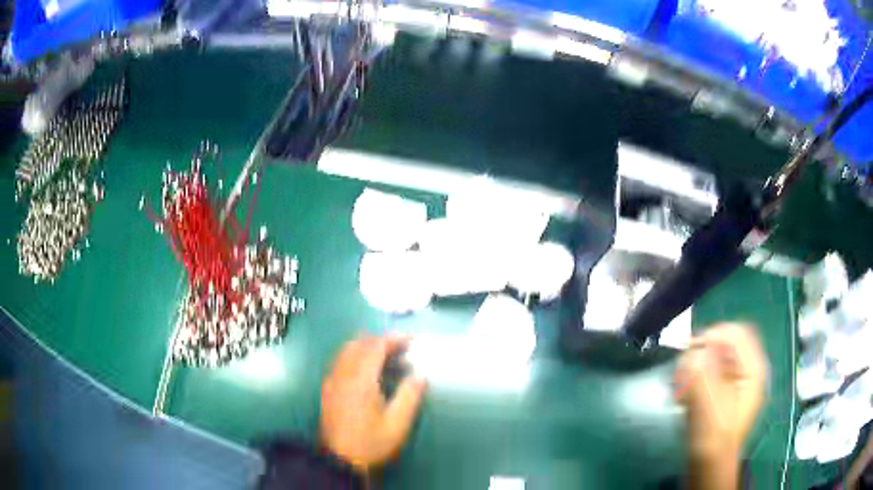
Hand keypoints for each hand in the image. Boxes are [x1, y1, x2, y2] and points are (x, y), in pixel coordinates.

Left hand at [320, 335, 426, 471]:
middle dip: (381, 340)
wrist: (339, 459)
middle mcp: (342, 374)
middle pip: (359, 342)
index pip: (375, 346)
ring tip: (388, 358)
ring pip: (347, 349)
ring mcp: (332, 380)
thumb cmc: (371, 442)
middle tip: (402, 349)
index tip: (412, 340)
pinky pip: (341, 360)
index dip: (395, 338)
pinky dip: (356, 356)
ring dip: (367, 347)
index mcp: (360, 379)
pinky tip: (369, 372)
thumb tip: (420, 374)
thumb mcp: (397, 424)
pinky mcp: (328, 388)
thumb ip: (410, 396)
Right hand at [676, 323, 767, 476]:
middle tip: (684, 373)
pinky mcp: (720, 390)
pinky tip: (684, 396)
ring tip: (682, 389)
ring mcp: (732, 380)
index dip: (713, 336)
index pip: (736, 332)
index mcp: (752, 369)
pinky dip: (692, 378)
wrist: (709, 464)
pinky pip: (705, 371)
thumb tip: (695, 351)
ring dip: (694, 368)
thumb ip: (705, 376)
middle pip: (723, 343)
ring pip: (712, 356)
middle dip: (701, 354)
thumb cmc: (714, 439)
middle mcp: (745, 369)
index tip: (690, 353)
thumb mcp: (711, 407)